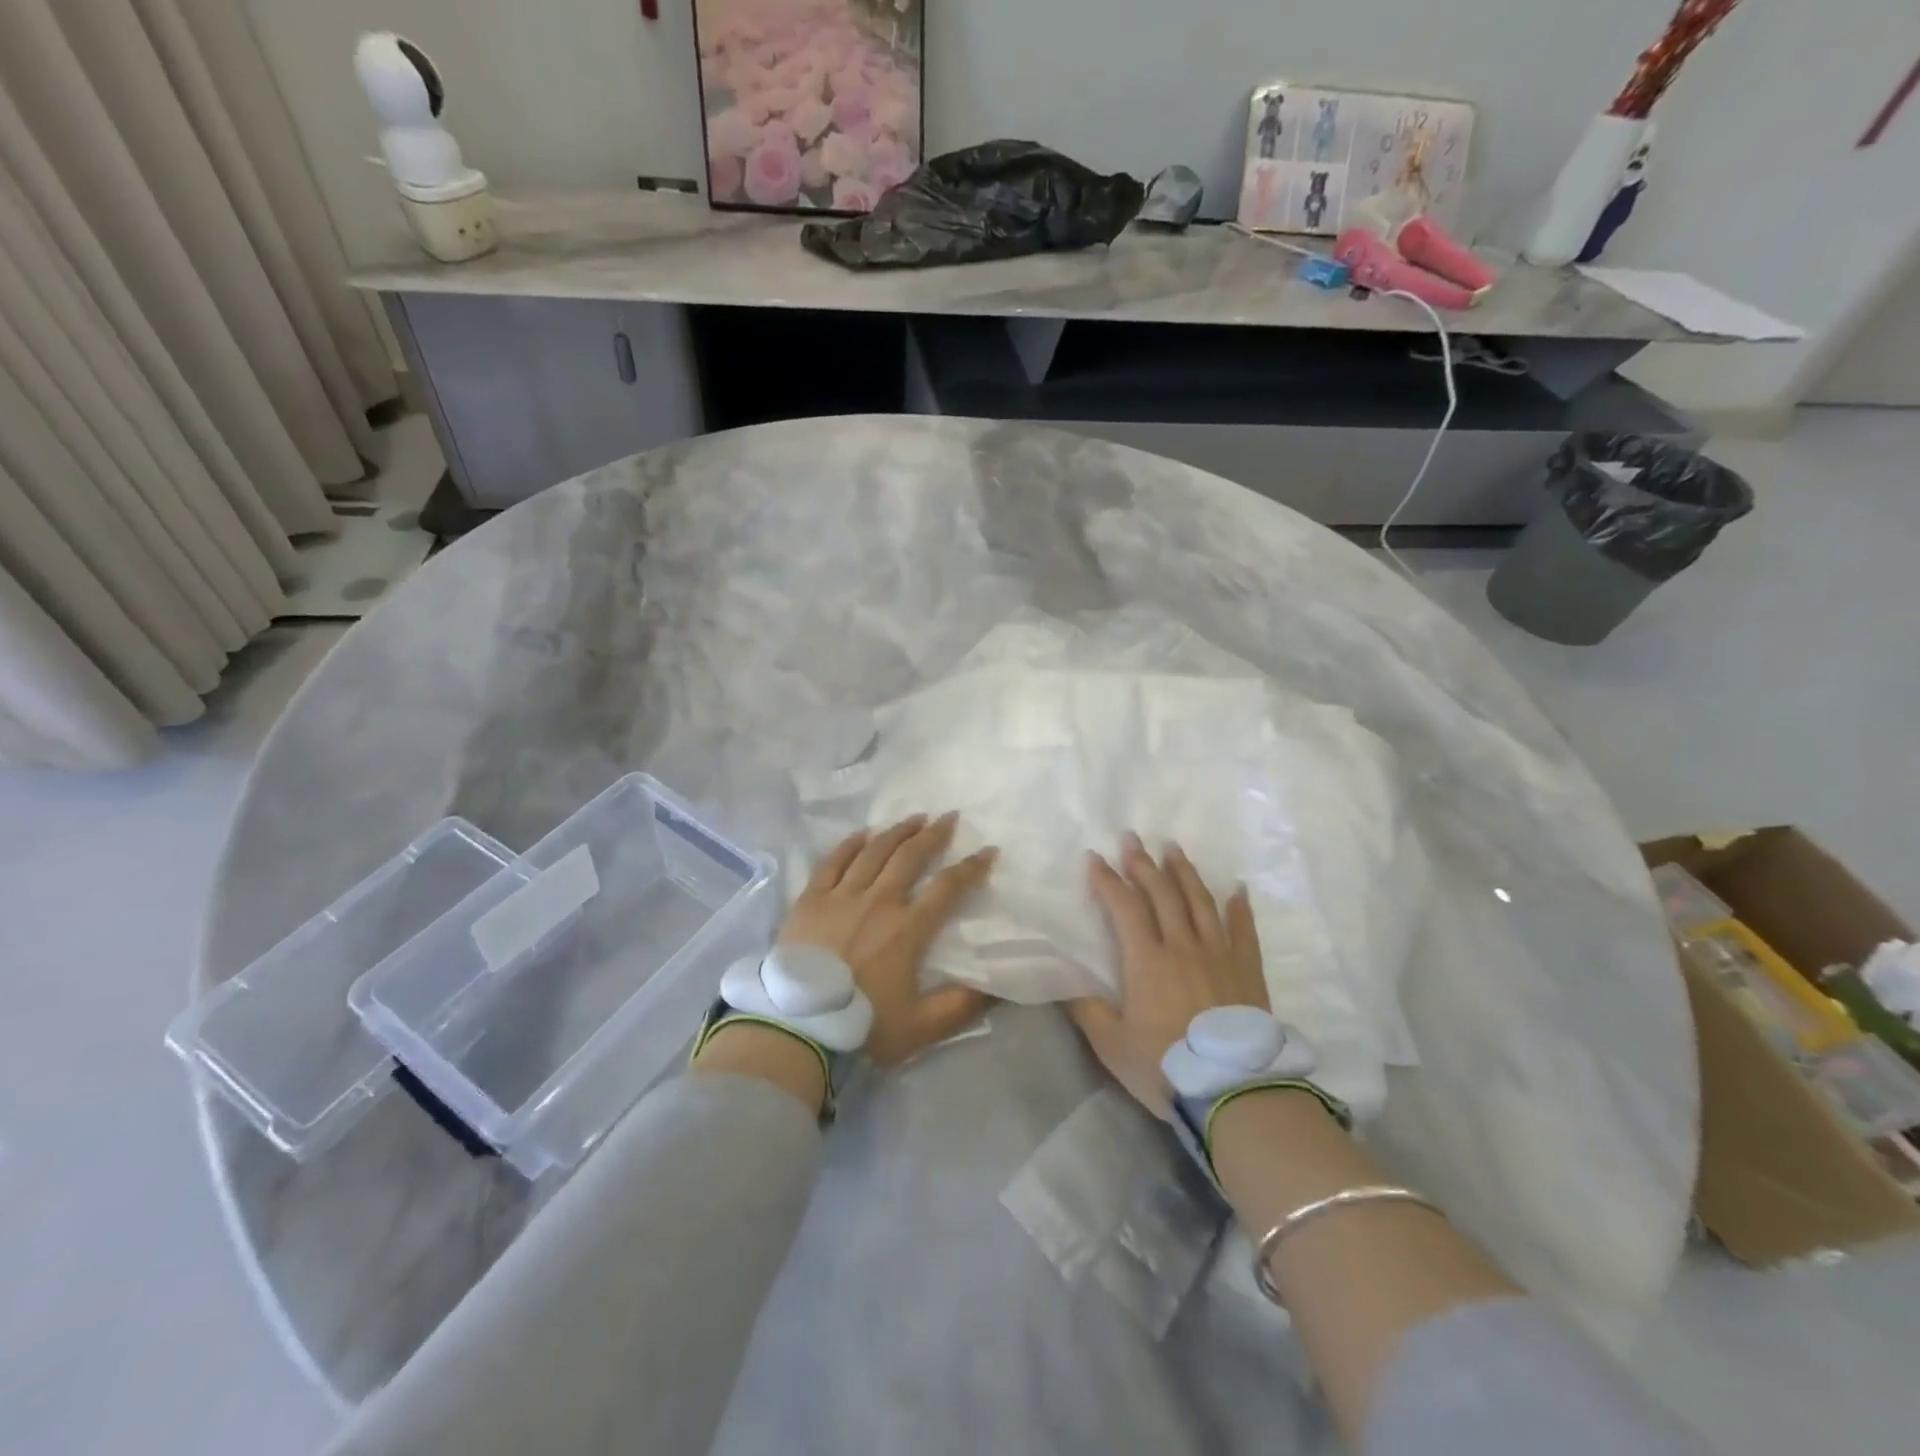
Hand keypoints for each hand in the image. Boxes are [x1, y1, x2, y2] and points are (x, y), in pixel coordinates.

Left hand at [779, 812, 997, 1064]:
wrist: (797, 1027)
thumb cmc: (861, 1026)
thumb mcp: (922, 1026)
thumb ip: (962, 1005)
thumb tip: (998, 985)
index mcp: (908, 929)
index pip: (948, 887)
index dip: (971, 867)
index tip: (987, 851)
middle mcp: (878, 902)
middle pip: (910, 856)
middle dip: (934, 834)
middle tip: (948, 817)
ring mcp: (841, 897)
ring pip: (873, 852)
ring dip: (897, 831)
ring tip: (913, 818)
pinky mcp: (811, 900)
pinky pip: (833, 861)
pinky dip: (849, 844)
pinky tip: (862, 834)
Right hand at [1071, 833, 1265, 1117]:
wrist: (1233, 1090)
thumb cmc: (1166, 1066)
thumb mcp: (1112, 1045)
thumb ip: (1088, 1010)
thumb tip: (1065, 983)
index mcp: (1146, 960)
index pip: (1124, 906)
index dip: (1107, 880)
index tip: (1095, 857)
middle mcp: (1182, 945)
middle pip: (1161, 893)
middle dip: (1143, 863)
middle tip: (1132, 837)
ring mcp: (1219, 954)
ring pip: (1199, 902)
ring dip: (1184, 872)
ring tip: (1173, 848)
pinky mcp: (1247, 970)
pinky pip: (1243, 930)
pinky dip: (1239, 907)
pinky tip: (1237, 889)